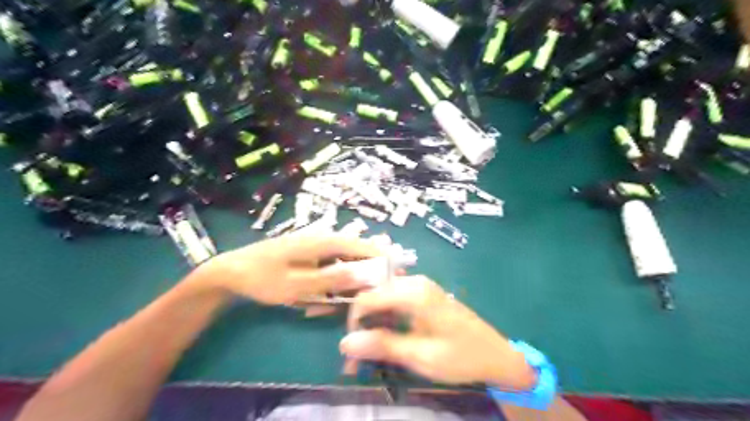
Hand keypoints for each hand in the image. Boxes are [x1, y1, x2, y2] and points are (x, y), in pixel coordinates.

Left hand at [192, 234, 383, 306]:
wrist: (231, 271)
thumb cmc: (263, 278)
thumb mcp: (298, 284)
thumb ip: (332, 279)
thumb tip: (365, 275)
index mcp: (323, 241)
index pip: (361, 246)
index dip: (381, 257)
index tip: (397, 271)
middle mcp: (322, 239)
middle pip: (354, 253)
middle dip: (364, 272)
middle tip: (366, 293)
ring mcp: (315, 246)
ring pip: (342, 262)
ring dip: (345, 280)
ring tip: (337, 300)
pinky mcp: (308, 255)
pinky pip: (329, 267)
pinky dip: (331, 281)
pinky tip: (321, 298)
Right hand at [341, 277, 538, 391]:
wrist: (496, 355)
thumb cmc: (461, 356)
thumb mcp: (421, 356)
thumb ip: (383, 346)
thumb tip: (344, 343)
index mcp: (413, 292)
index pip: (366, 298)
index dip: (354, 323)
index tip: (352, 351)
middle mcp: (414, 282)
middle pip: (373, 296)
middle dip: (362, 326)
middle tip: (357, 358)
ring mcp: (420, 287)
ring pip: (382, 300)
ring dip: (372, 325)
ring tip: (369, 354)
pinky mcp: (423, 295)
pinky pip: (395, 303)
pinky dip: (386, 321)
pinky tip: (386, 340)